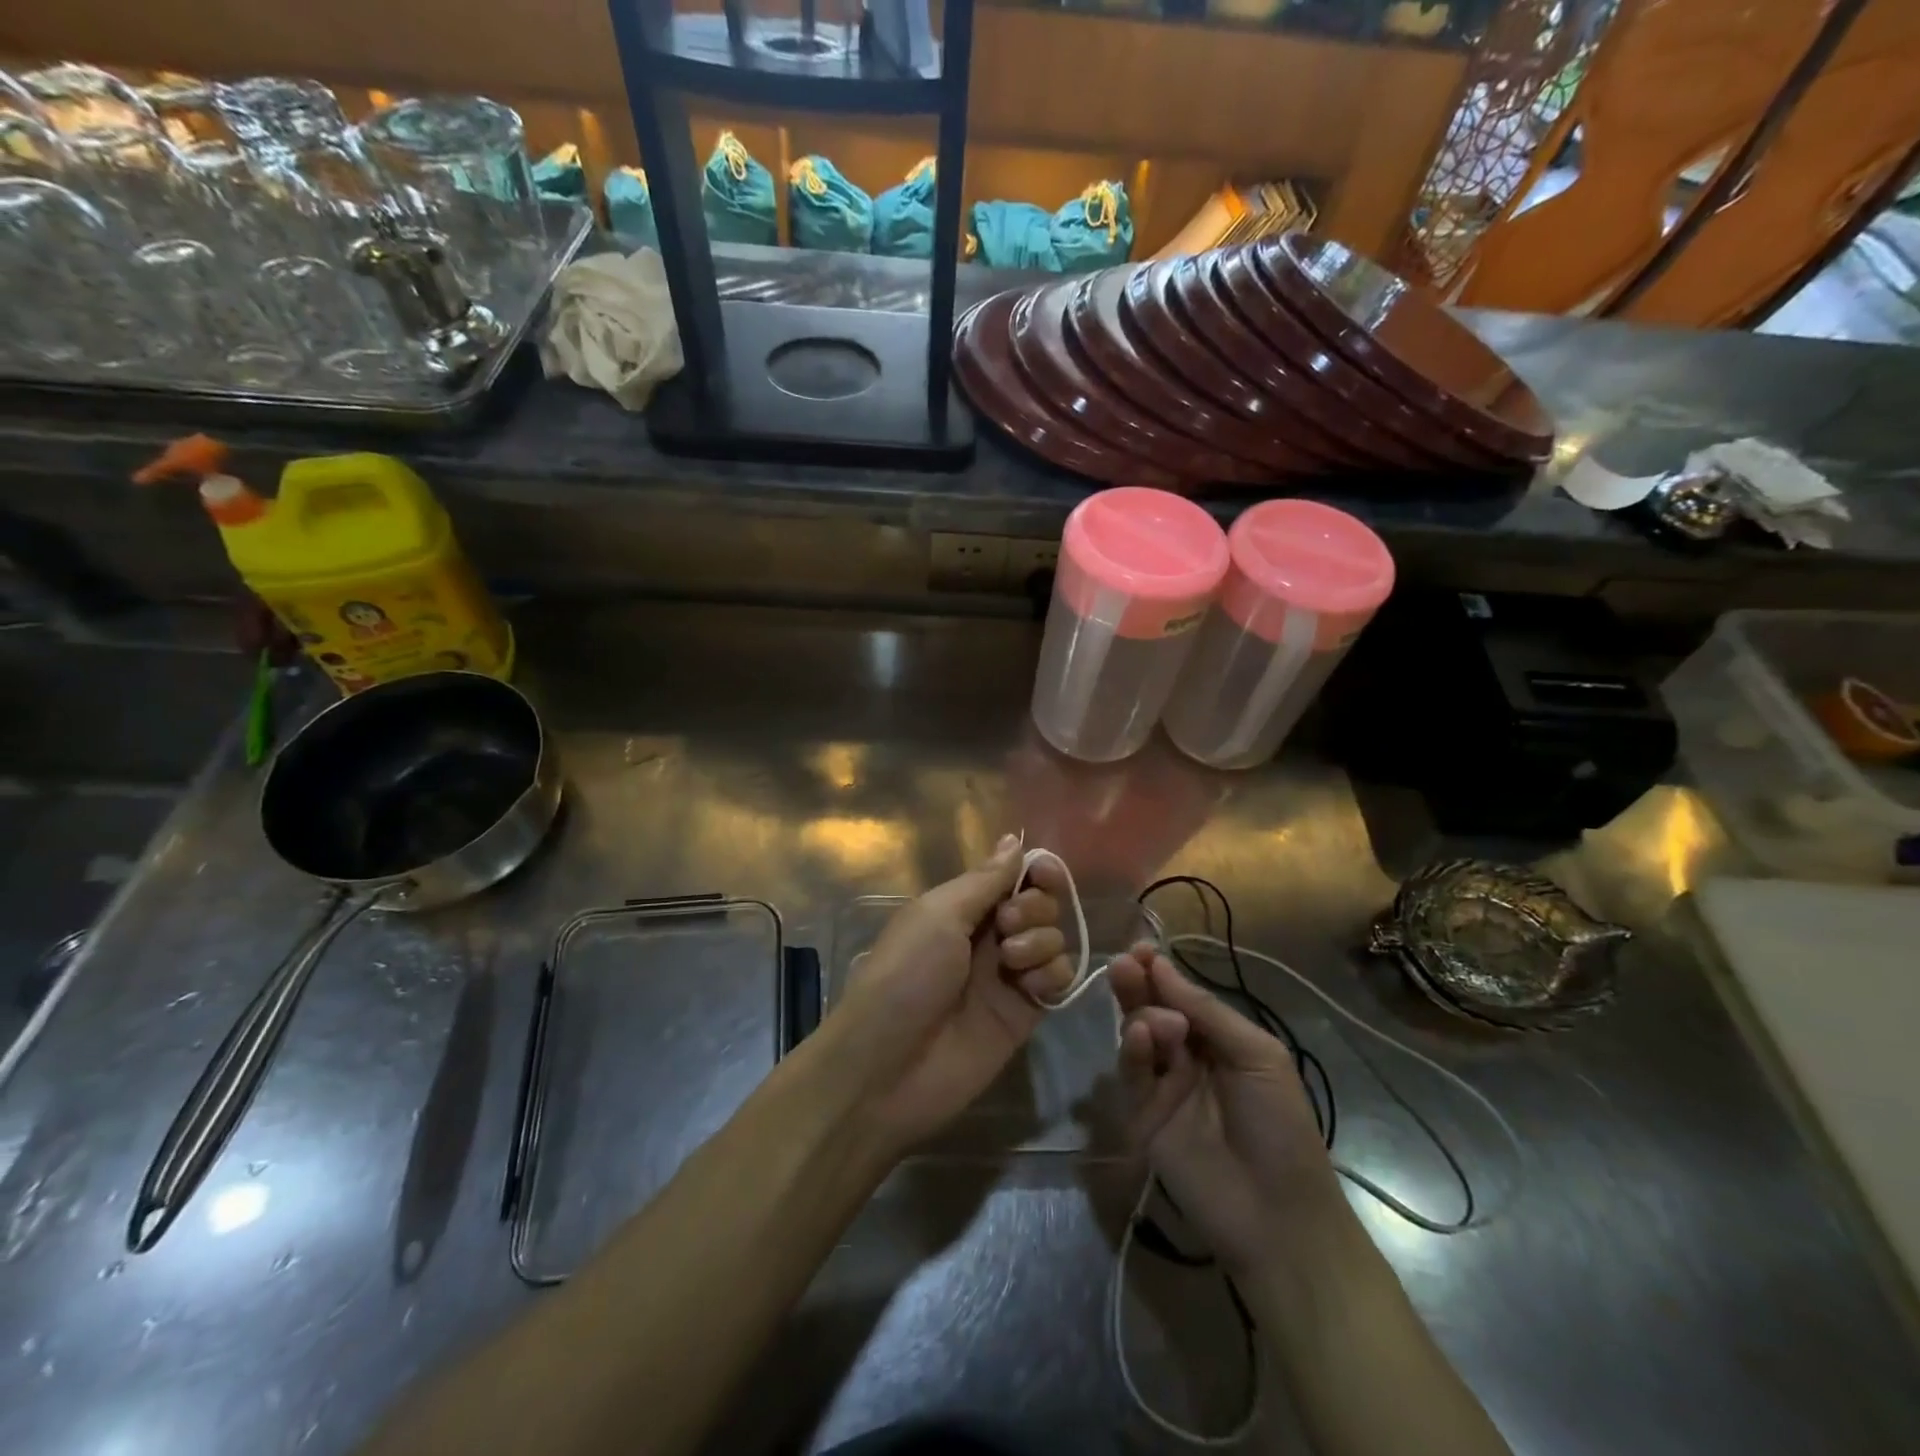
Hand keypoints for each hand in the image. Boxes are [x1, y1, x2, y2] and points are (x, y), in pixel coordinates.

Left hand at [824, 835, 1076, 1156]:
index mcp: (960, 907)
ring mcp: (1008, 976)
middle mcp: (988, 936)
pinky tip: (1031, 987)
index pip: (1012, 876)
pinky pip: (1058, 979)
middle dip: (1034, 907)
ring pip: (1052, 939)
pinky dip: (1053, 975)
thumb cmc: (906, 975)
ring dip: (1042, 940)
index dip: (1035, 871)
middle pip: (1039, 904)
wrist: (889, 1067)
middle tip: (1007, 925)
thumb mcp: (938, 915)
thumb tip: (1013, 840)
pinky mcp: (1024, 1013)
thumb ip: (985, 880)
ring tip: (1012, 962)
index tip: (1045, 873)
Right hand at [1110, 944, 1344, 1278]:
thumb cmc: (1281, 1125)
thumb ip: (1207, 1010)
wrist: (1278, 1214)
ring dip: (1140, 1014)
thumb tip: (1162, 966)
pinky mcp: (1142, 1114)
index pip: (1181, 995)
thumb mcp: (1257, 1055)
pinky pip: (1131, 1072)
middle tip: (1124, 963)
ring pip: (1137, 1035)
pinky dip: (1131, 1048)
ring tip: (1157, 1015)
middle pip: (1152, 1008)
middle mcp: (1186, 1056)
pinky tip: (1141, 1035)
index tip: (1142, 948)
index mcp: (1219, 1039)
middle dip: (1138, 983)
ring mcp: (1162, 1085)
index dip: (1161, 972)